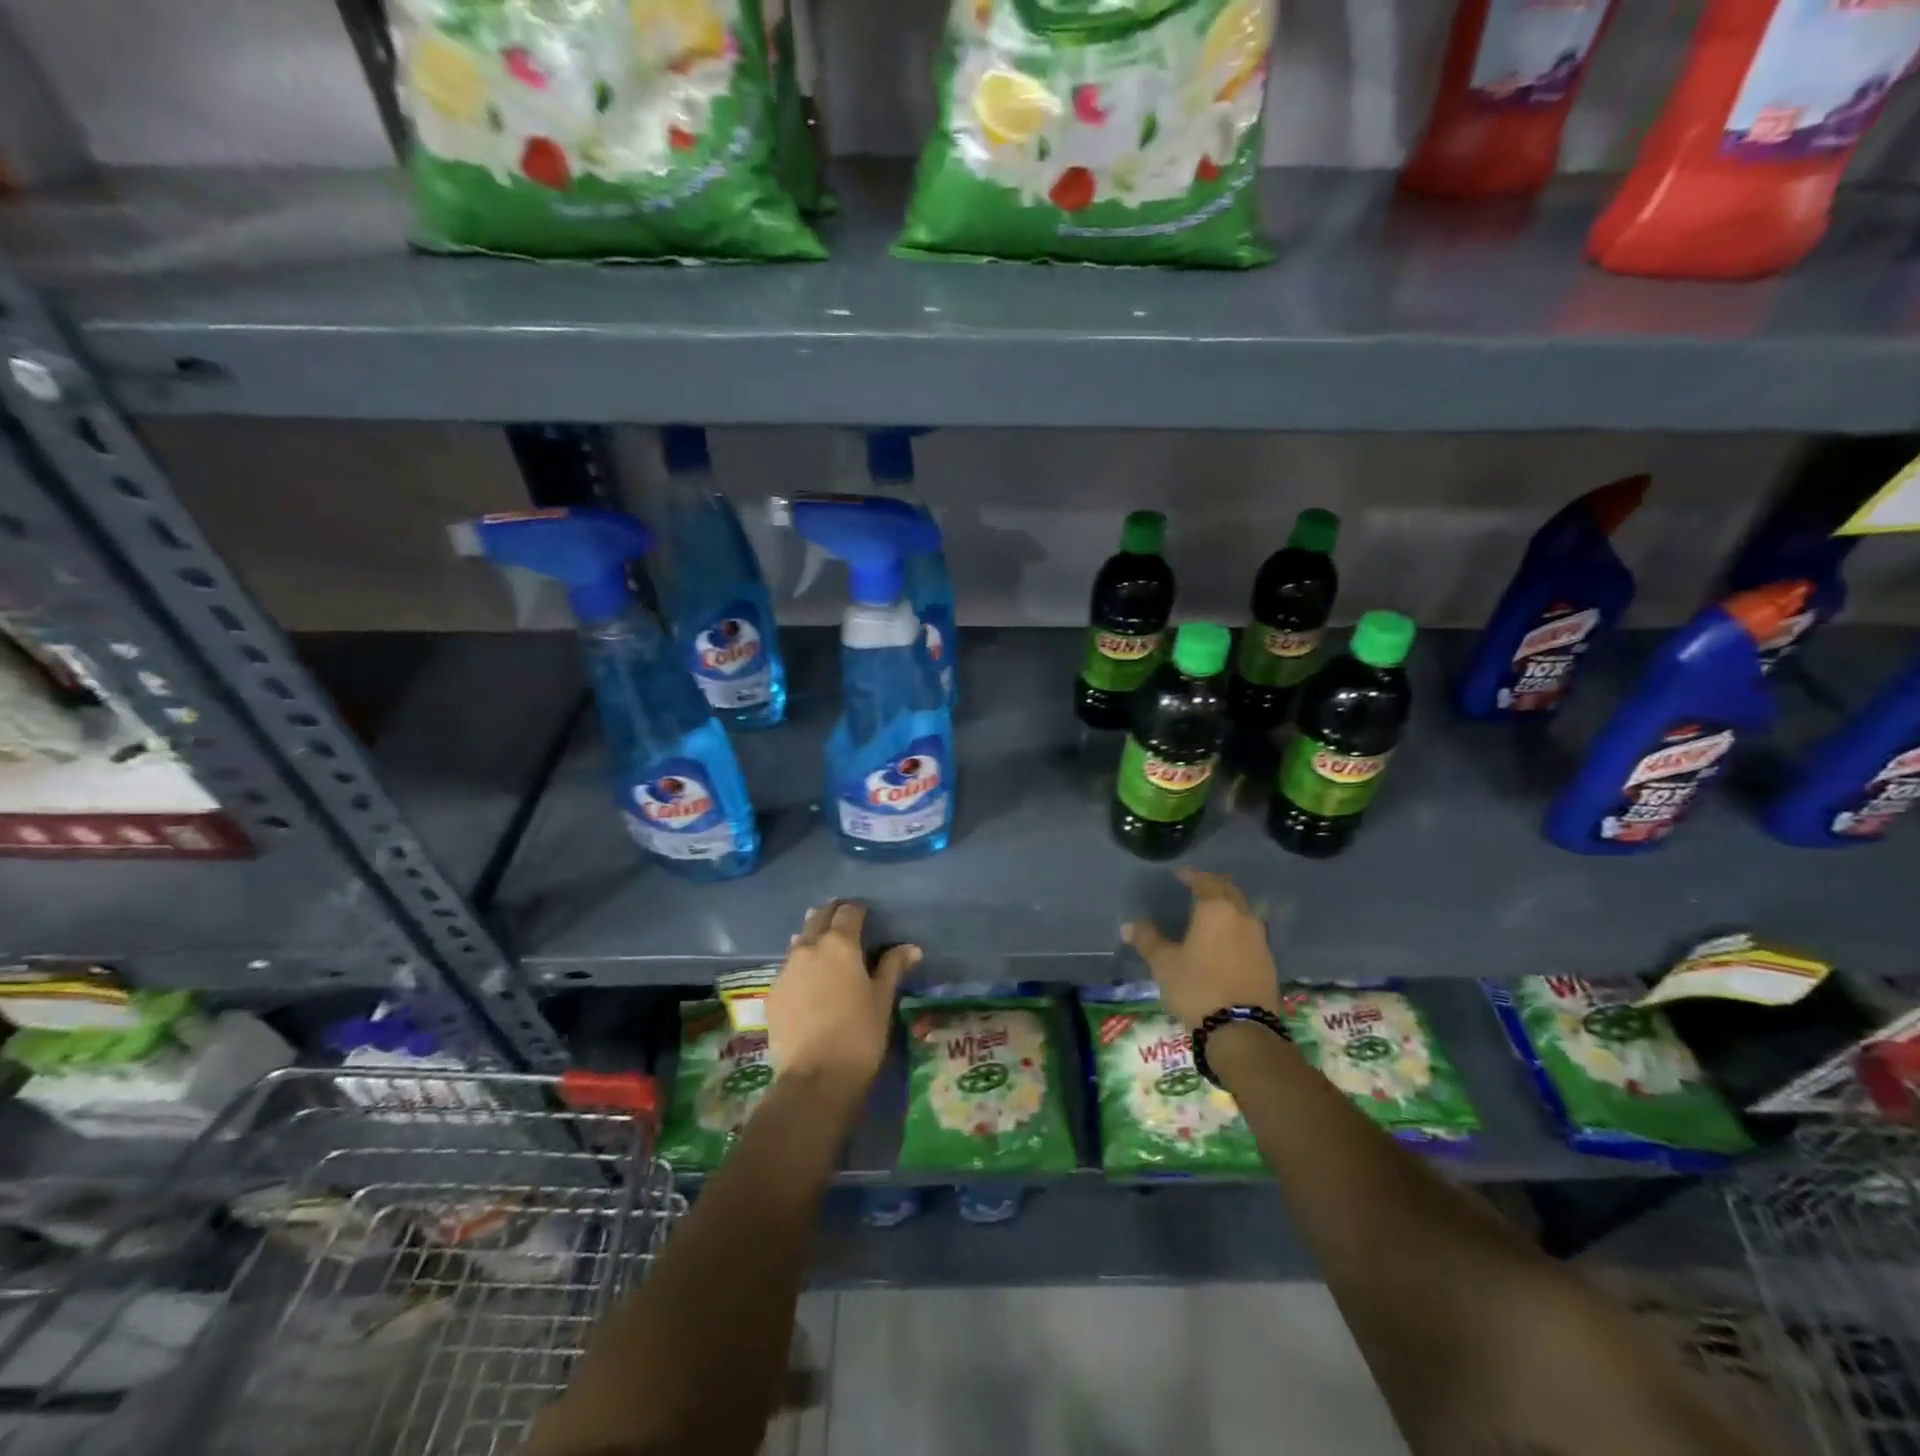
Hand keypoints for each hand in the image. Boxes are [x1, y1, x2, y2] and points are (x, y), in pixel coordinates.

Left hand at [766, 901, 919, 1091]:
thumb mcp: (882, 998)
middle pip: (818, 918)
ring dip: (812, 938)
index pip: (848, 911)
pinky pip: (788, 968)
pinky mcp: (772, 993)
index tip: (866, 916)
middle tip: (845, 924)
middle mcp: (808, 947)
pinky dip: (800, 966)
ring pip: (799, 941)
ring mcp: (786, 970)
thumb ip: (893, 967)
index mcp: (839, 943)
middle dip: (832, 916)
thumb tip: (912, 948)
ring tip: (824, 948)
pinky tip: (808, 982)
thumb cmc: (860, 1033)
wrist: (816, 1078)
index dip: (858, 910)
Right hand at [1121, 869, 1279, 1029]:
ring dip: (1228, 906)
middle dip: (1214, 886)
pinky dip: (1237, 928)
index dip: (1191, 875)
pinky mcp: (1268, 962)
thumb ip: (1147, 940)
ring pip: (1244, 912)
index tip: (1180, 875)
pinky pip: (1250, 933)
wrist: (1242, 1030)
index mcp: (1216, 910)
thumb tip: (1128, 926)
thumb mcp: (1164, 964)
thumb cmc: (1198, 987)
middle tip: (1198, 887)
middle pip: (1230, 891)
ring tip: (1211, 914)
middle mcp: (1242, 917)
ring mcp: (1260, 940)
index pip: (1205, 881)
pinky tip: (1226, 941)